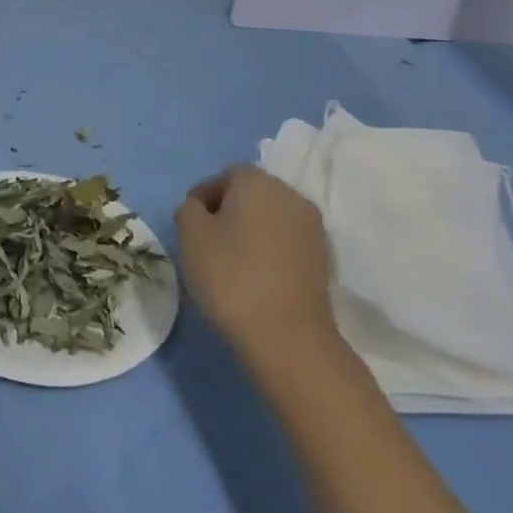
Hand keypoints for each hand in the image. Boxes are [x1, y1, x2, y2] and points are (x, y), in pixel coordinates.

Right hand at [175, 166, 337, 369]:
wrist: (288, 336)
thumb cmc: (231, 276)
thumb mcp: (191, 236)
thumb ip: (189, 210)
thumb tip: (200, 208)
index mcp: (257, 181)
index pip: (223, 176)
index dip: (202, 198)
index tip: (190, 227)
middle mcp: (290, 194)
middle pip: (250, 194)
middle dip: (228, 212)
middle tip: (207, 243)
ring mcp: (312, 227)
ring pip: (270, 218)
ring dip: (250, 232)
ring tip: (231, 263)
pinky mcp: (323, 258)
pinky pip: (287, 242)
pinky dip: (270, 251)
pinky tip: (256, 277)